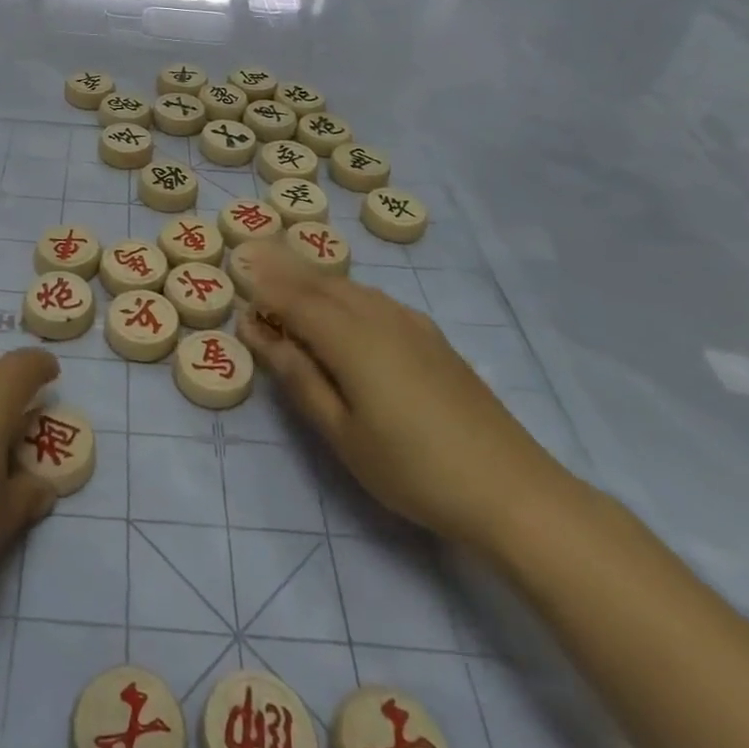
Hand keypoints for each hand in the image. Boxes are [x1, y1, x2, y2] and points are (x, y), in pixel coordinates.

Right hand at [234, 243, 569, 548]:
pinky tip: (343, 304)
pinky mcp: (432, 338)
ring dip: (315, 277)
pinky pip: (375, 299)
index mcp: (350, 338)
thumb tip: (258, 331)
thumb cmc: (413, 468)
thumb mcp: (342, 432)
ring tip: (288, 276)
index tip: (235, 270)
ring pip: (350, 287)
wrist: (513, 490)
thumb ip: (298, 376)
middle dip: (285, 269)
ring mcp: (411, 324)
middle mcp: (379, 317)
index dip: (263, 285)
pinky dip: (345, 292)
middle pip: (322, 283)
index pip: (294, 298)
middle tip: (253, 256)